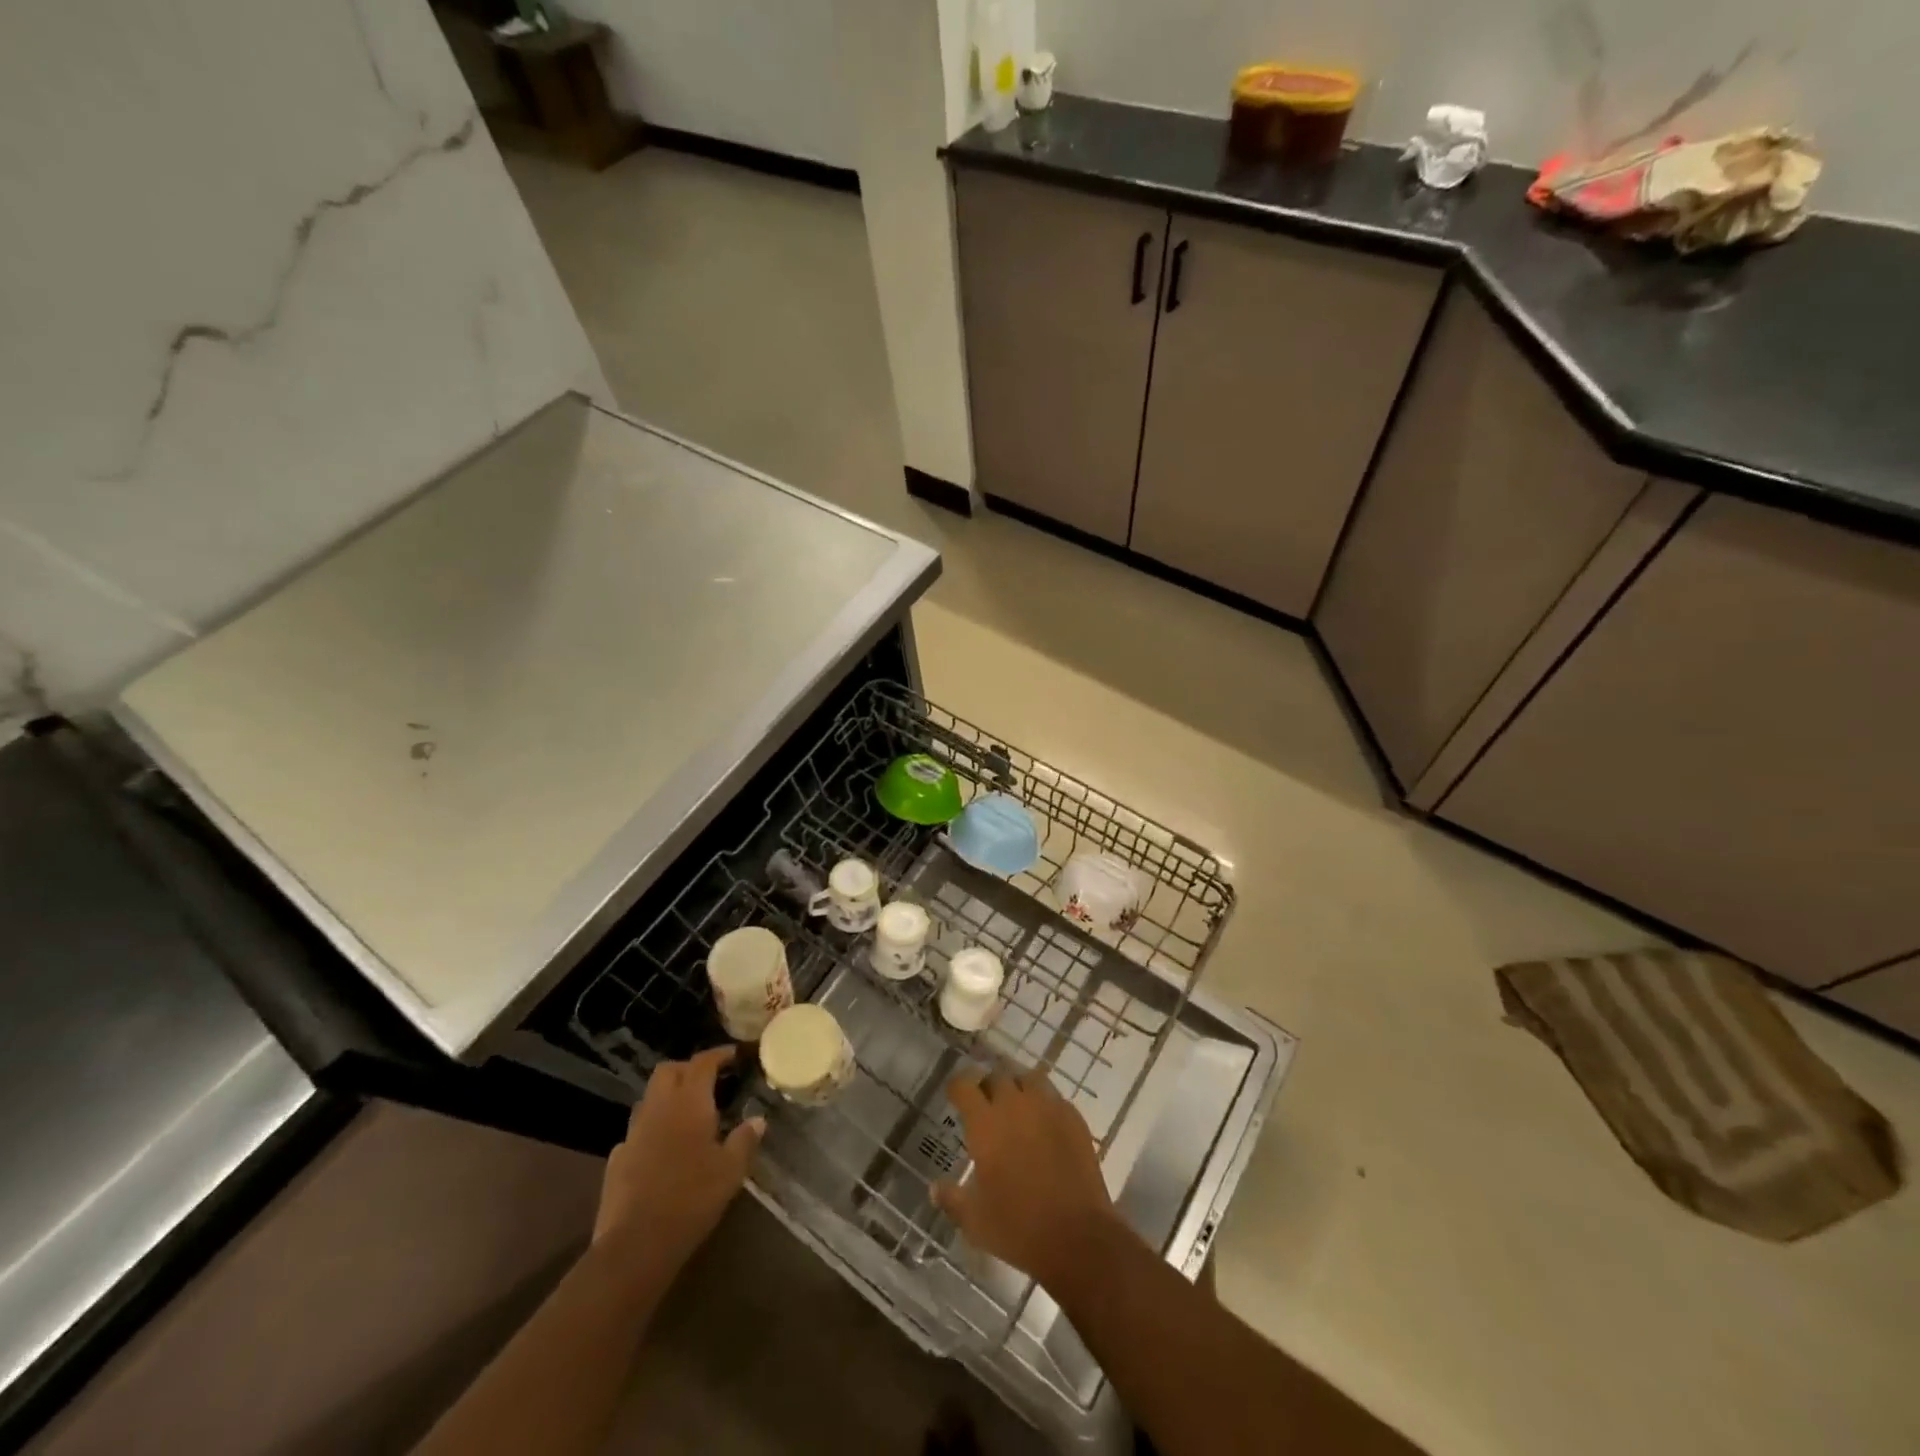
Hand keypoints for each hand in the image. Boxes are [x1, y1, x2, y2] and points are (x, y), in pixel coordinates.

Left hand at [594, 1047, 763, 1279]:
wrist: (636, 1244)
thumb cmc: (692, 1198)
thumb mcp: (731, 1170)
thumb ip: (745, 1140)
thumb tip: (758, 1120)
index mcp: (689, 1103)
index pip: (702, 1063)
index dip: (718, 1054)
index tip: (733, 1055)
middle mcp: (658, 1108)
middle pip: (668, 1071)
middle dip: (688, 1068)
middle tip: (709, 1080)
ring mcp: (633, 1133)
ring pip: (649, 1098)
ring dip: (668, 1097)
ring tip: (688, 1113)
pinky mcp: (617, 1160)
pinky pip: (637, 1131)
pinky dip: (652, 1129)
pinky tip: (663, 1149)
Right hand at [933, 1066, 1118, 1289]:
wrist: (1077, 1237)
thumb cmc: (1018, 1228)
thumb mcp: (975, 1221)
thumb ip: (952, 1199)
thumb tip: (934, 1188)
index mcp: (986, 1124)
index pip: (965, 1085)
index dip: (957, 1087)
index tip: (955, 1096)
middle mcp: (1015, 1105)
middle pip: (997, 1076)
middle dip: (988, 1087)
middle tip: (986, 1107)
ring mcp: (1048, 1108)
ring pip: (1028, 1079)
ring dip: (1018, 1089)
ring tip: (1016, 1108)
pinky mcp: (1073, 1118)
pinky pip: (1054, 1097)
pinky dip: (1044, 1104)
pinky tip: (1044, 1125)